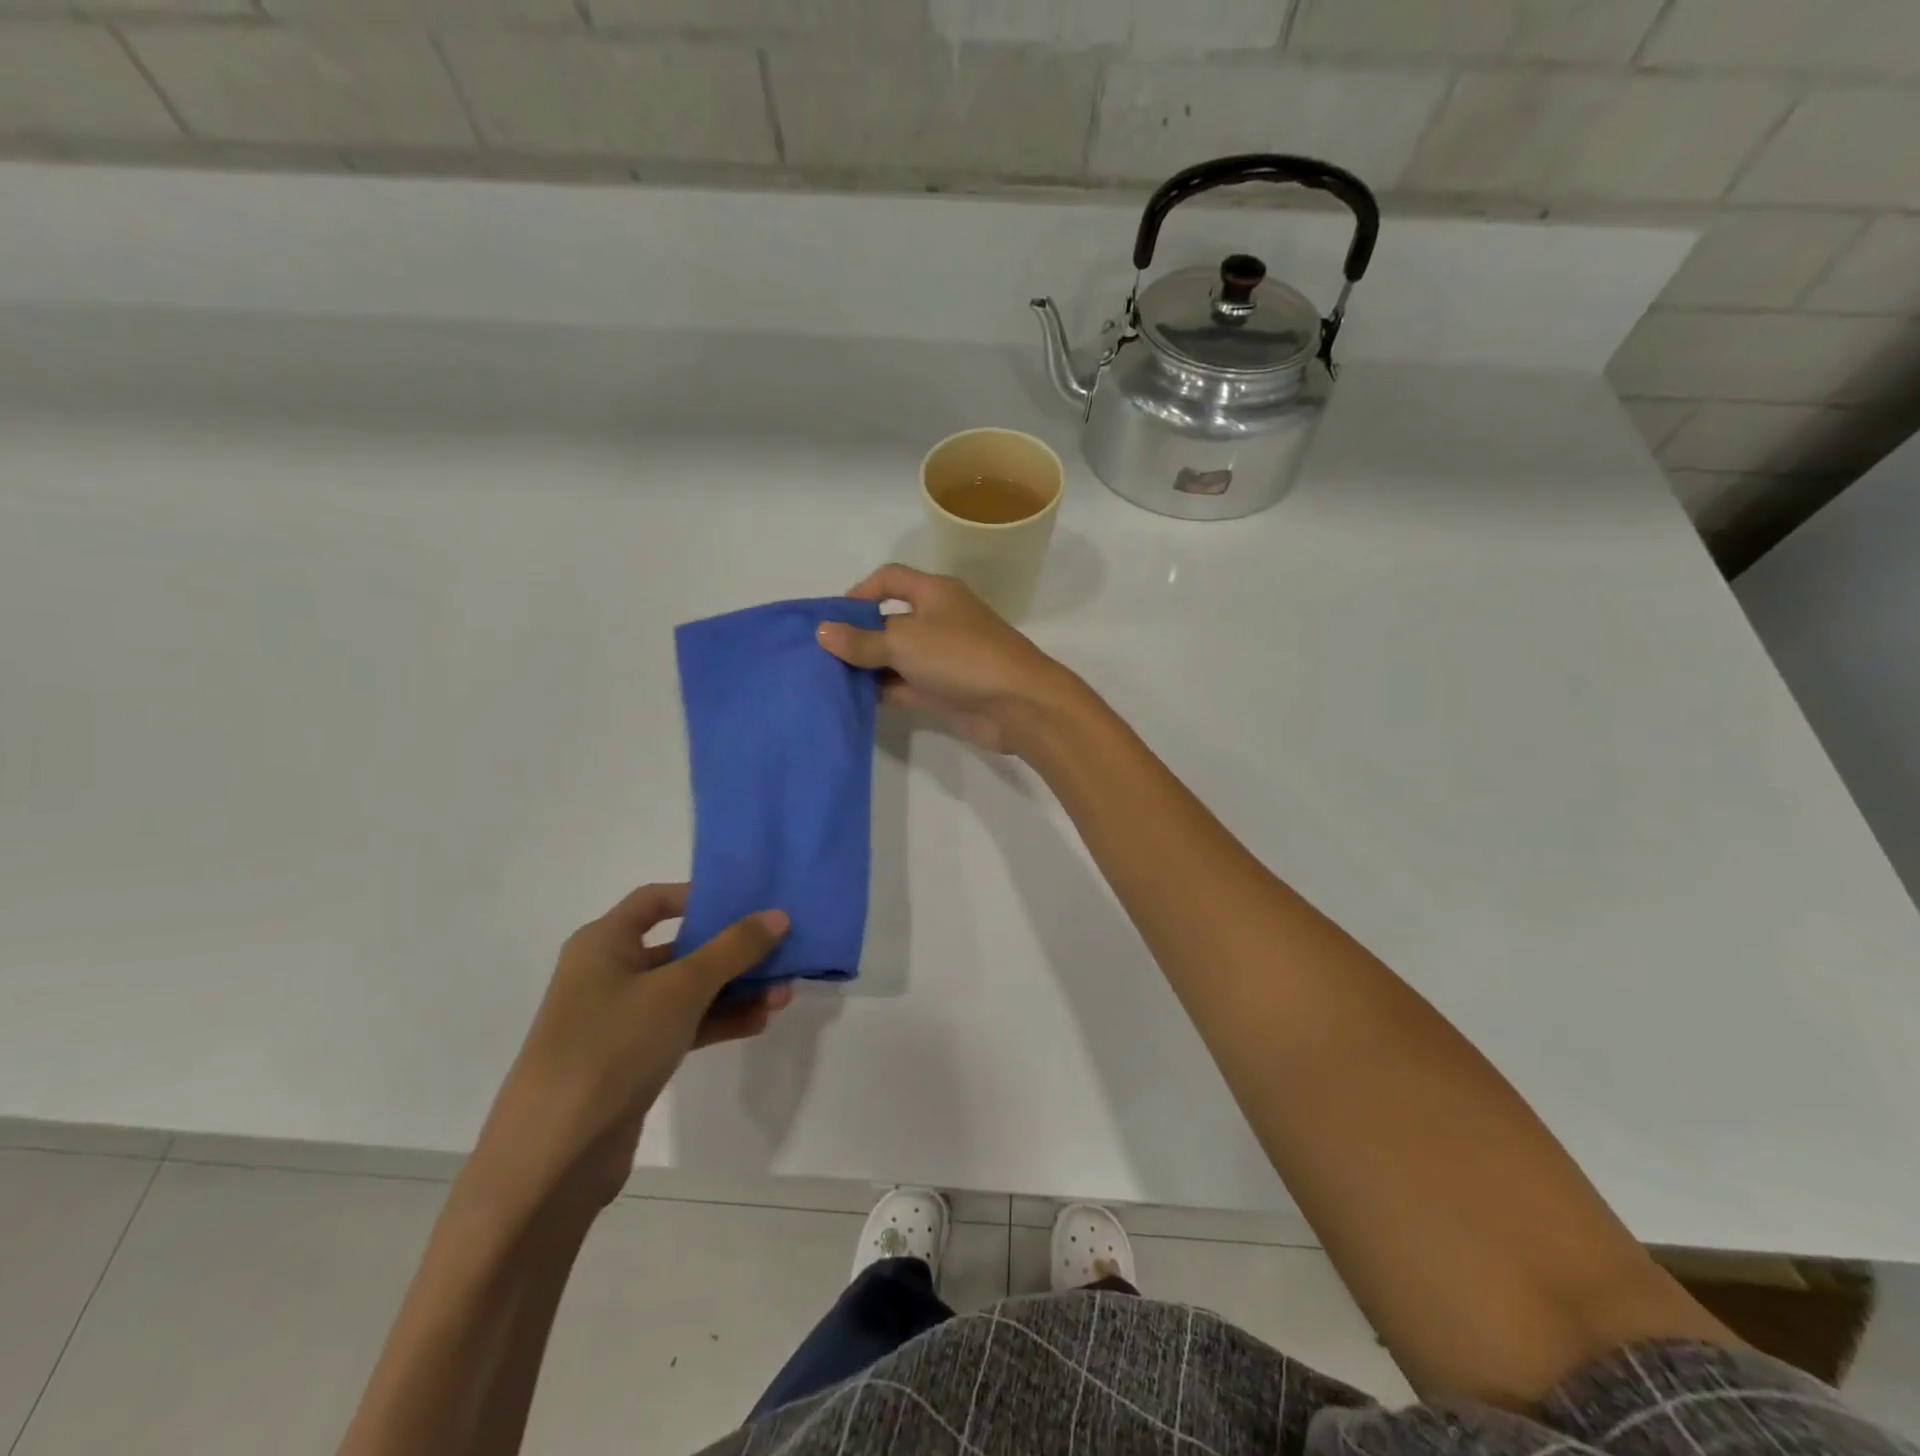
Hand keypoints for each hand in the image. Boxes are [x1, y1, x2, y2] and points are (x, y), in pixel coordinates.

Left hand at [471, 884, 792, 1214]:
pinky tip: (758, 1023)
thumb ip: (734, 948)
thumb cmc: (613, 1046)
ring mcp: (619, 1019)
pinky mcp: (631, 1059)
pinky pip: (683, 1025)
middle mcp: (609, 973)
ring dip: (734, 990)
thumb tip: (779, 916)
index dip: (701, 897)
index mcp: (604, 942)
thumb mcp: (681, 988)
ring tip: (783, 996)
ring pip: (687, 990)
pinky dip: (718, 1021)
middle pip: (680, 946)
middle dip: (732, 951)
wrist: (554, 1156)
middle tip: (781, 953)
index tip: (748, 904)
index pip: (655, 900)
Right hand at [815, 564, 1086, 754]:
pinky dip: (884, 690)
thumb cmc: (961, 657)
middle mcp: (939, 620)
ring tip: (829, 679)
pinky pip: (906, 685)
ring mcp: (943, 657)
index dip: (859, 592)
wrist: (1018, 704)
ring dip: (868, 667)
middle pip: (890, 620)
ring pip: (896, 657)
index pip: (890, 579)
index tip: (831, 617)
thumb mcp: (905, 642)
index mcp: (935, 593)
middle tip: (820, 654)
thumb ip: (862, 641)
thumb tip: (822, 632)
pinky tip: (854, 700)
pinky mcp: (945, 690)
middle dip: (857, 635)